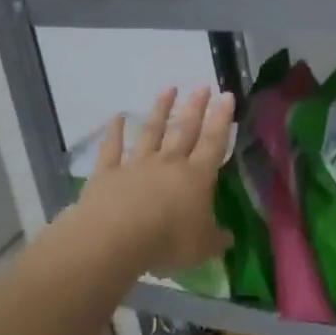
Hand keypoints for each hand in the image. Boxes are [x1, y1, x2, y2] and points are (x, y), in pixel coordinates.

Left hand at [75, 87, 234, 275]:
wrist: (115, 238)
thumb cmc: (166, 242)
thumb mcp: (201, 248)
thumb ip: (215, 240)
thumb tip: (227, 238)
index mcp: (196, 177)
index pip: (213, 143)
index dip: (222, 120)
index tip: (227, 96)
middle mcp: (168, 163)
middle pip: (184, 130)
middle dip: (195, 107)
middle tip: (202, 86)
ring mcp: (136, 165)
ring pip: (152, 132)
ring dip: (160, 110)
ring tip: (168, 89)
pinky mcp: (108, 173)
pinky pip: (112, 148)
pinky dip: (114, 131)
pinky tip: (116, 117)